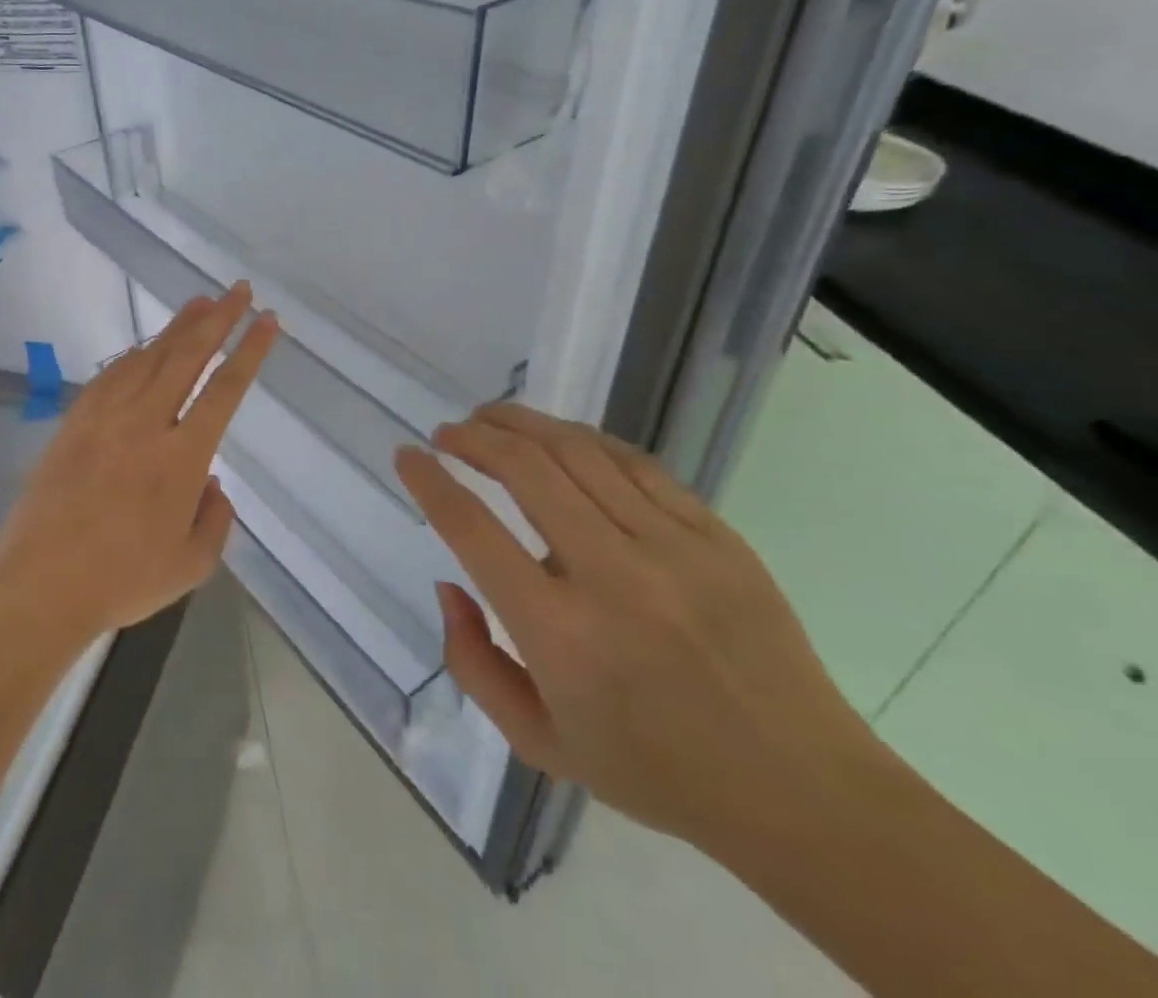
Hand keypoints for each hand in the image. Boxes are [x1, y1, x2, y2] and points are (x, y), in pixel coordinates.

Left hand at [0, 283, 278, 651]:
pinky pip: (110, 374)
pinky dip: (133, 353)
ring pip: (148, 357)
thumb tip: (212, 483)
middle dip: (218, 318)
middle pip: (187, 356)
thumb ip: (215, 520)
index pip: (225, 389)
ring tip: (199, 302)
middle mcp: (146, 423)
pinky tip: (144, 346)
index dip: (250, 351)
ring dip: (177, 326)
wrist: (41, 583)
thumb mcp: (192, 565)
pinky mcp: (74, 422)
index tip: (266, 320)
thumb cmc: (122, 580)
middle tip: (238, 290)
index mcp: (182, 457)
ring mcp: (105, 417)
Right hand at [395, 403, 879, 854]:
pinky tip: (559, 437)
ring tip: (490, 417)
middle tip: (447, 432)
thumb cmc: (655, 771)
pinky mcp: (715, 536)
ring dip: (522, 424)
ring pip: (578, 452)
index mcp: (559, 633)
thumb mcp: (537, 743)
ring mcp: (672, 548)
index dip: (429, 481)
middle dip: (473, 437)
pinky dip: (584, 439)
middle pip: (525, 470)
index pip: (472, 529)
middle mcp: (611, 576)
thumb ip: (471, 661)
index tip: (408, 456)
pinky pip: (636, 463)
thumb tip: (450, 583)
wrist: (801, 791)